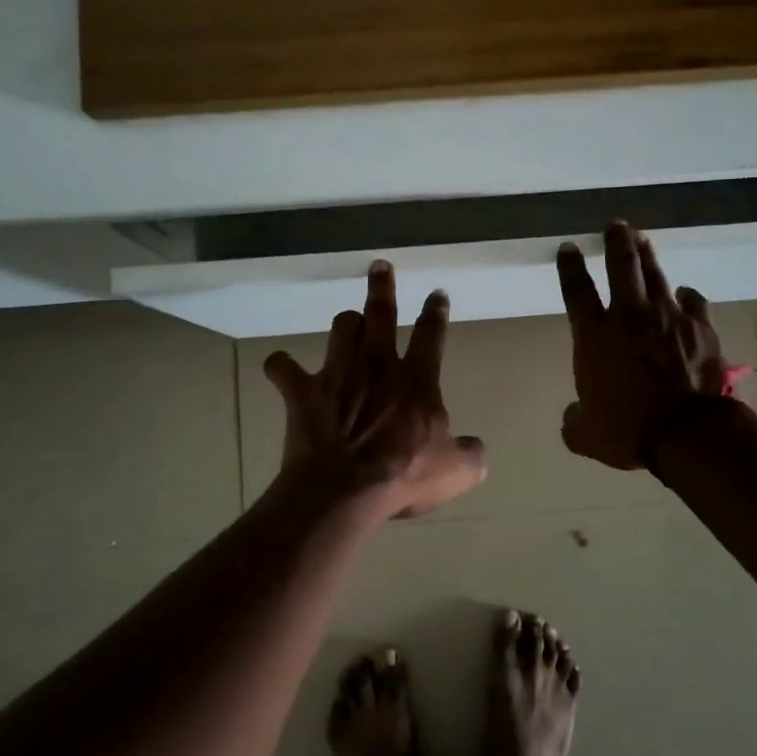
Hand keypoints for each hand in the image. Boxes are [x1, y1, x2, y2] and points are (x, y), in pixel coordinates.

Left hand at [264, 261, 487, 518]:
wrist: (346, 488)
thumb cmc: (404, 475)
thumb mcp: (456, 471)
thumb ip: (471, 454)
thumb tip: (475, 448)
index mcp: (416, 379)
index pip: (431, 334)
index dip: (436, 312)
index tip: (437, 294)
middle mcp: (377, 365)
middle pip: (381, 312)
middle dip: (382, 286)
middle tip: (380, 266)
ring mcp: (337, 374)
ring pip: (340, 328)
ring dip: (345, 325)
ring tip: (348, 324)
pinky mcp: (303, 392)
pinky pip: (283, 369)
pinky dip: (282, 368)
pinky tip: (281, 368)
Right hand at [557, 222, 731, 470]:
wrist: (687, 433)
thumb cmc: (628, 430)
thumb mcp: (585, 434)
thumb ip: (575, 419)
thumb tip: (574, 415)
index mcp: (595, 336)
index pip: (576, 290)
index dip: (569, 266)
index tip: (567, 247)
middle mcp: (630, 316)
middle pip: (622, 266)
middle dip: (616, 241)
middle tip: (616, 225)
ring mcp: (669, 317)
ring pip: (656, 275)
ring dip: (647, 255)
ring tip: (643, 239)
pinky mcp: (700, 328)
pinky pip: (692, 302)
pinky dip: (686, 296)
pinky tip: (684, 294)